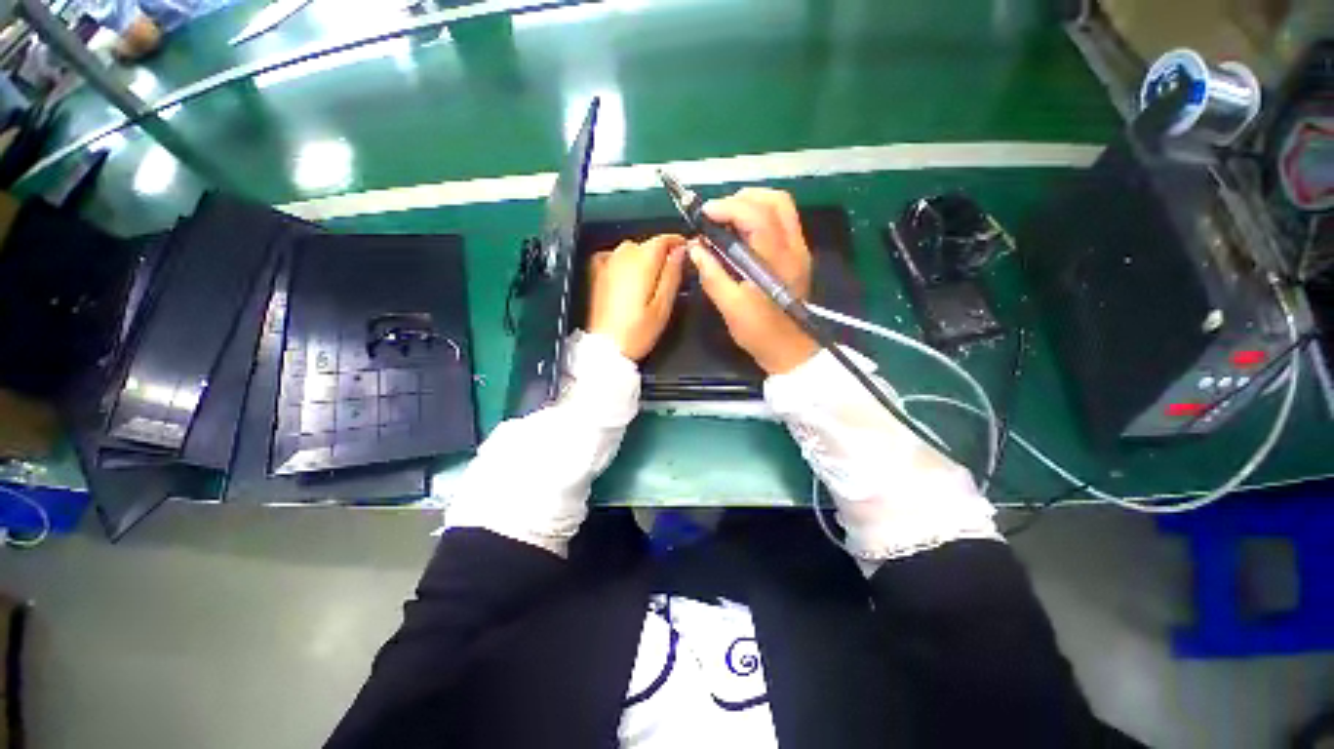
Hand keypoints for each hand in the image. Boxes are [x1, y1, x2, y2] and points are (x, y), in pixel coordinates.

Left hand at [587, 234, 687, 360]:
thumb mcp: (663, 306)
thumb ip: (672, 274)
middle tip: (672, 274)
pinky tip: (629, 277)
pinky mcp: (597, 273)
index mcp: (642, 261)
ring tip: (651, 280)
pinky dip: (625, 262)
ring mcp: (607, 262)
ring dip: (644, 259)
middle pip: (648, 244)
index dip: (678, 243)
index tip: (687, 251)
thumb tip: (681, 250)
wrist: (605, 347)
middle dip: (662, 254)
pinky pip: (615, 257)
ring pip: (632, 250)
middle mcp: (623, 255)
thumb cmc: (638, 331)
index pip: (664, 240)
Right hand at [688, 188, 818, 374]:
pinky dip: (759, 216)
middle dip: (742, 199)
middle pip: (775, 201)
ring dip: (752, 205)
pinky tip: (740, 233)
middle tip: (716, 215)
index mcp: (777, 261)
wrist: (791, 351)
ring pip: (781, 208)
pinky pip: (781, 222)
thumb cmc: (761, 334)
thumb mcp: (731, 309)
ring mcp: (799, 250)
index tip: (704, 214)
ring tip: (726, 220)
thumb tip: (695, 247)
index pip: (757, 216)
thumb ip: (713, 275)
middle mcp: (793, 248)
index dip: (728, 208)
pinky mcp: (797, 256)